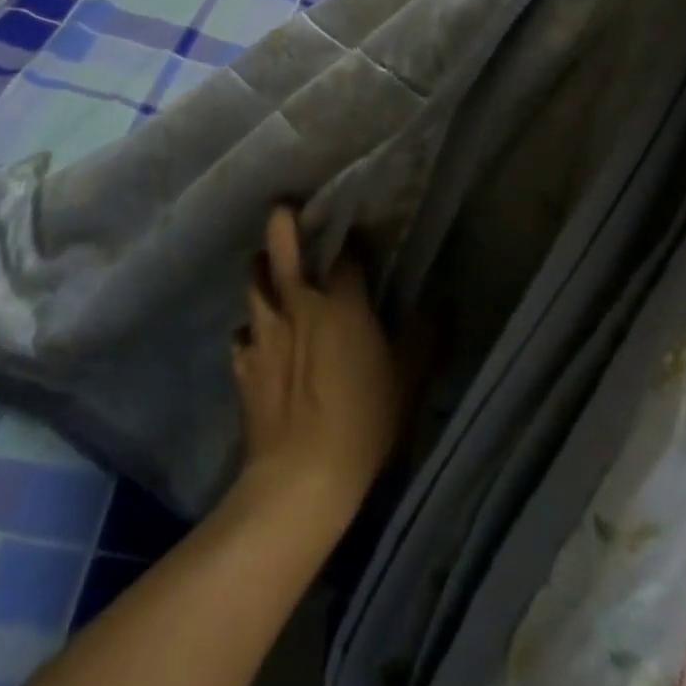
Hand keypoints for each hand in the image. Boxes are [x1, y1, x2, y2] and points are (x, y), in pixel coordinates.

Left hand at [231, 207, 402, 521]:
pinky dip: (249, 330)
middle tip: (283, 208)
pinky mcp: (244, 366)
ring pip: (253, 286)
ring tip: (265, 264)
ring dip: (259, 270)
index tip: (357, 230)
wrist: (301, 477)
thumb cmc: (364, 422)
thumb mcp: (409, 379)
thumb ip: (427, 335)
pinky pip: (241, 336)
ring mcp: (264, 335)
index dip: (353, 239)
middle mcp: (298, 307)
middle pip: (281, 252)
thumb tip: (443, 300)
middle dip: (282, 224)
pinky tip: (255, 338)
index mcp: (341, 304)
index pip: (347, 256)